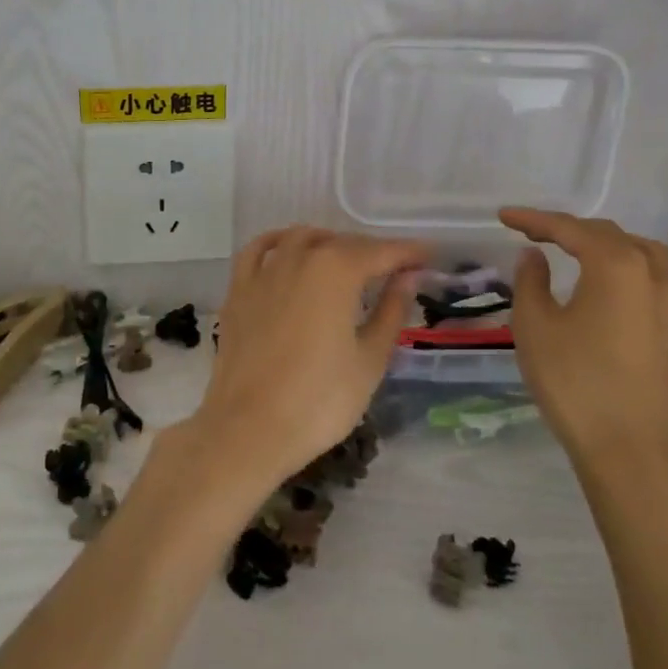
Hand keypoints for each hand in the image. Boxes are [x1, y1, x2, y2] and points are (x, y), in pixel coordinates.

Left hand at [190, 227, 427, 488]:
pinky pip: (258, 250)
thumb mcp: (370, 359)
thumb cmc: (320, 399)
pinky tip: (287, 250)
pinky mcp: (238, 289)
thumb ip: (391, 310)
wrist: (249, 428)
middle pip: (343, 243)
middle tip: (395, 270)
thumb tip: (408, 277)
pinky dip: (278, 242)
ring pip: (302, 239)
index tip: (429, 257)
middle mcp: (299, 257)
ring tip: (347, 263)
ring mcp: (264, 271)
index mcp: (337, 270)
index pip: (382, 252)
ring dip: (329, 244)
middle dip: (372, 252)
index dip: (409, 253)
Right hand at [500, 209, 667, 481]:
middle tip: (532, 233)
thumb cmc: (573, 381)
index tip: (503, 217)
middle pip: (607, 234)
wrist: (627, 448)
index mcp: (615, 264)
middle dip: (568, 229)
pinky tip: (624, 282)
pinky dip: (637, 266)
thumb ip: (531, 279)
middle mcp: (653, 272)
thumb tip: (535, 255)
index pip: (569, 229)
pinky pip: (663, 277)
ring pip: (642, 251)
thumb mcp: (534, 325)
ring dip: (606, 243)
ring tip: (578, 250)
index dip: (533, 219)